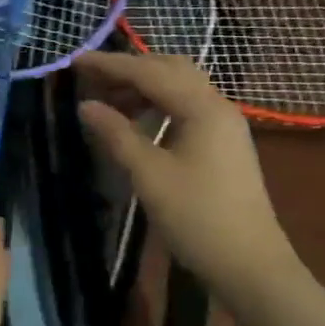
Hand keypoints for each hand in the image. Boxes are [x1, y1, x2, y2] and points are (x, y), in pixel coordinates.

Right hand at [77, 52, 297, 296]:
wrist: (250, 264)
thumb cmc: (197, 217)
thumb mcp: (149, 175)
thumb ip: (117, 134)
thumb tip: (86, 106)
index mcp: (203, 107)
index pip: (149, 72)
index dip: (110, 64)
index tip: (75, 61)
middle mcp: (218, 106)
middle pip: (170, 69)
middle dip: (129, 69)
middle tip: (91, 78)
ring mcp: (225, 125)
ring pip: (180, 88)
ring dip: (144, 87)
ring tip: (108, 101)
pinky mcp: (224, 144)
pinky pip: (188, 108)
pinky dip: (159, 105)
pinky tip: (138, 122)